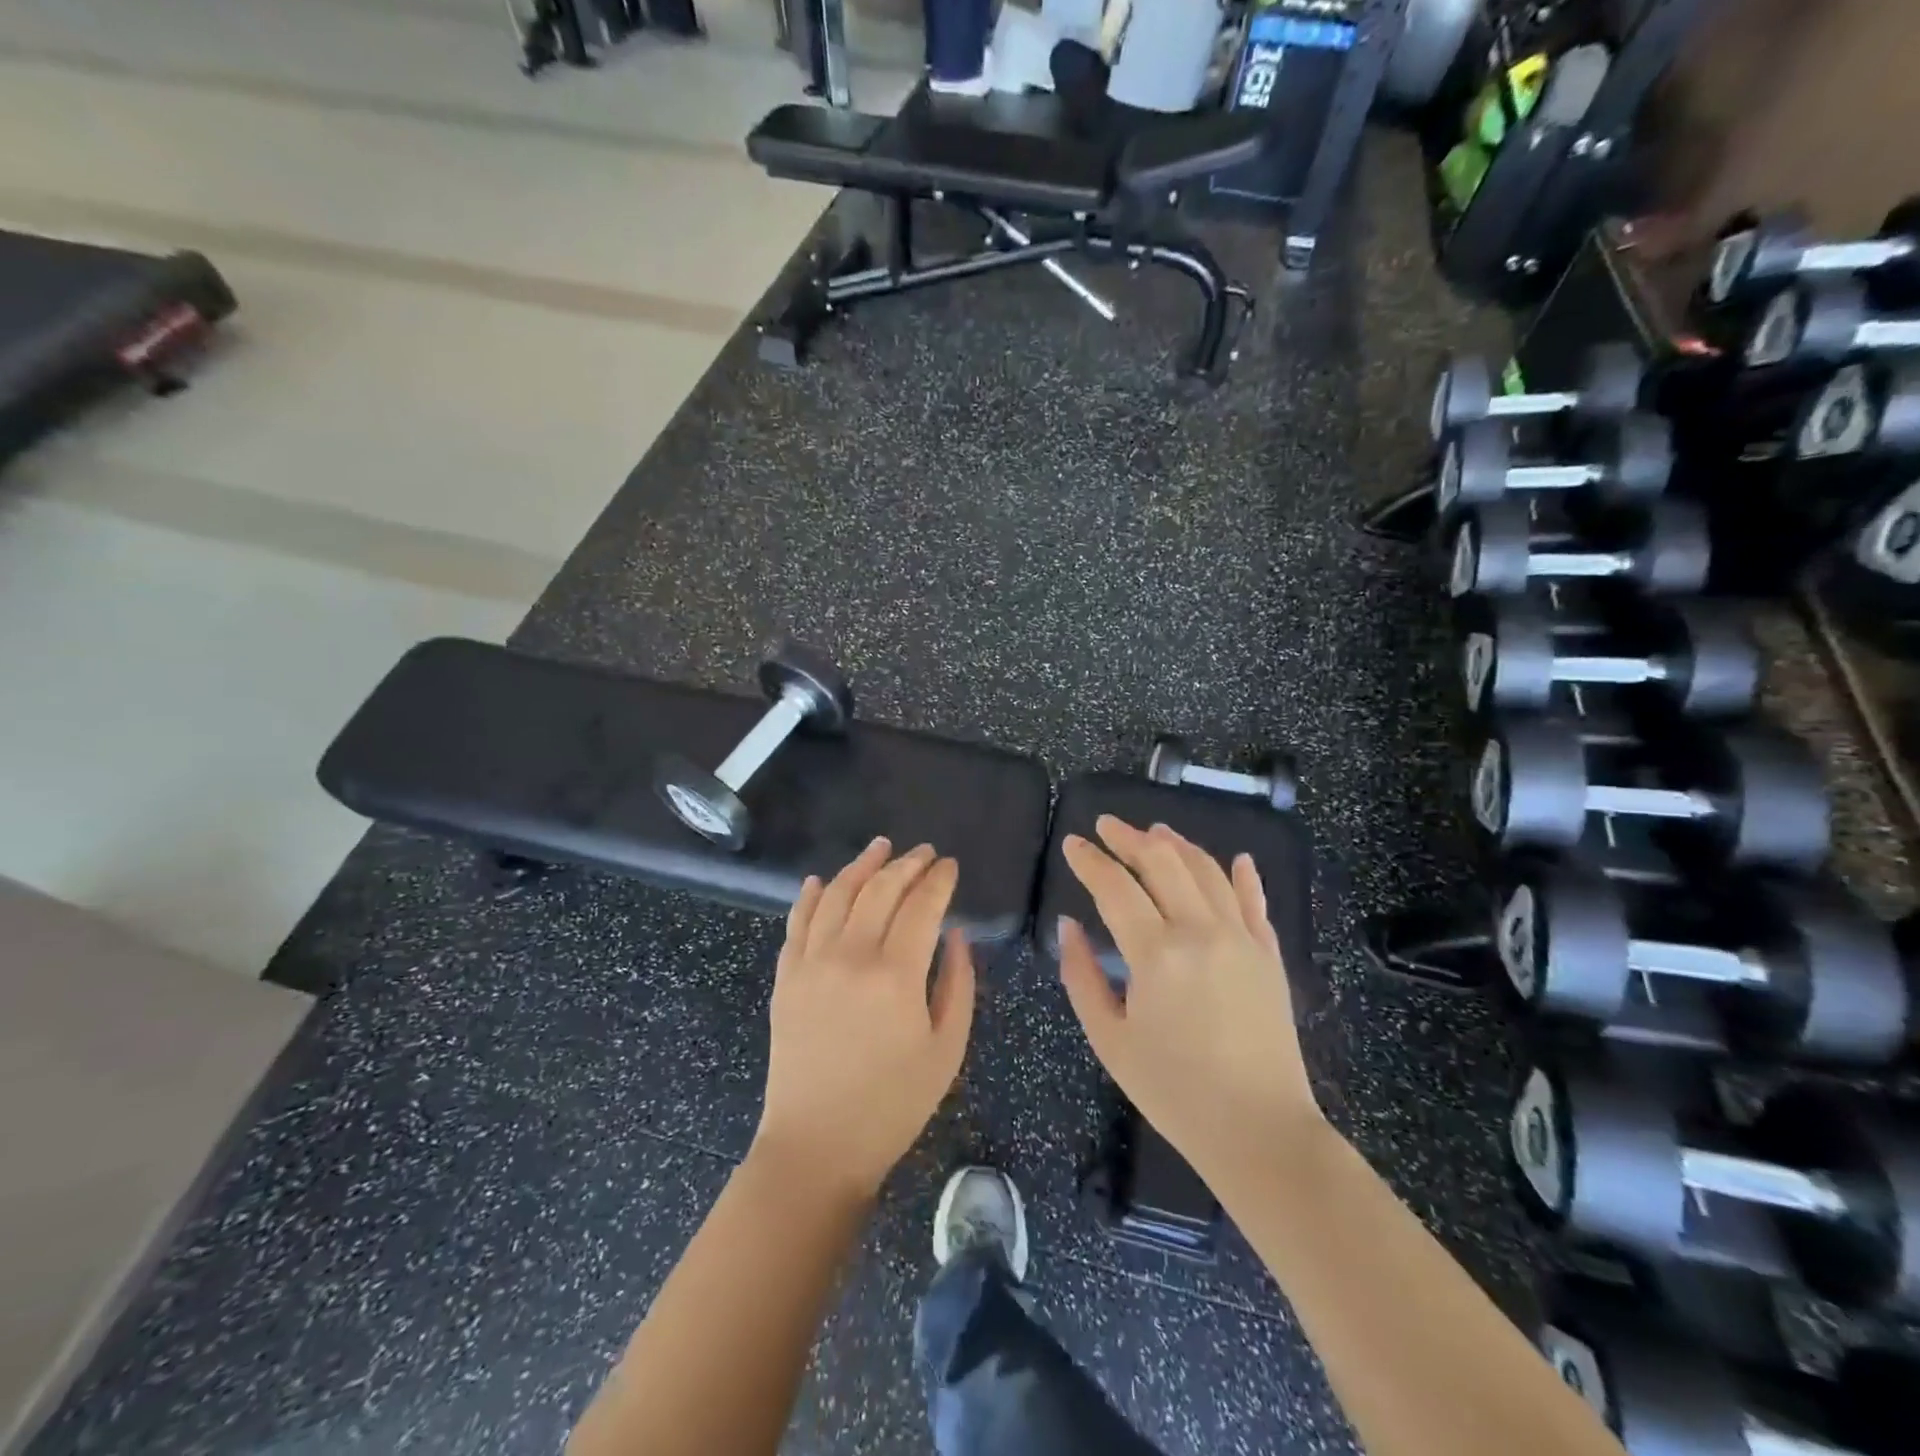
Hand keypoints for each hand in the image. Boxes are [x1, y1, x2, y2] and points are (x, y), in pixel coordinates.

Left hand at [754, 838, 974, 1197]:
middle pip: (880, 890)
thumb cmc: (893, 1104)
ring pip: (837, 894)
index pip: (922, 906)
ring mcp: (812, 963)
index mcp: (896, 975)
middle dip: (906, 864)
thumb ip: (957, 984)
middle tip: (924, 852)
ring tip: (881, 847)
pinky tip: (822, 880)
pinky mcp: (786, 977)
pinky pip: (797, 922)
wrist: (817, 1146)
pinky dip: (810, 896)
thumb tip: (955, 934)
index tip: (950, 865)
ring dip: (861, 865)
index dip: (939, 880)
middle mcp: (851, 956)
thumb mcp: (946, 1050)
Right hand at [1058, 817, 1319, 1180]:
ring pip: (1207, 872)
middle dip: (1129, 838)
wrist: (1260, 1131)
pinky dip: (1243, 876)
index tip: (1072, 843)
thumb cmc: (1174, 1092)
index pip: (1116, 887)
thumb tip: (1067, 926)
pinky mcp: (1270, 955)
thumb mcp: (1110, 1040)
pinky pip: (1255, 902)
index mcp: (1156, 954)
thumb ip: (1082, 976)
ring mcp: (1242, 939)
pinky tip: (1236, 859)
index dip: (1090, 861)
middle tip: (1107, 825)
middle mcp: (1200, 931)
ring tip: (1156, 831)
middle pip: (1163, 863)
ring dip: (1178, 845)